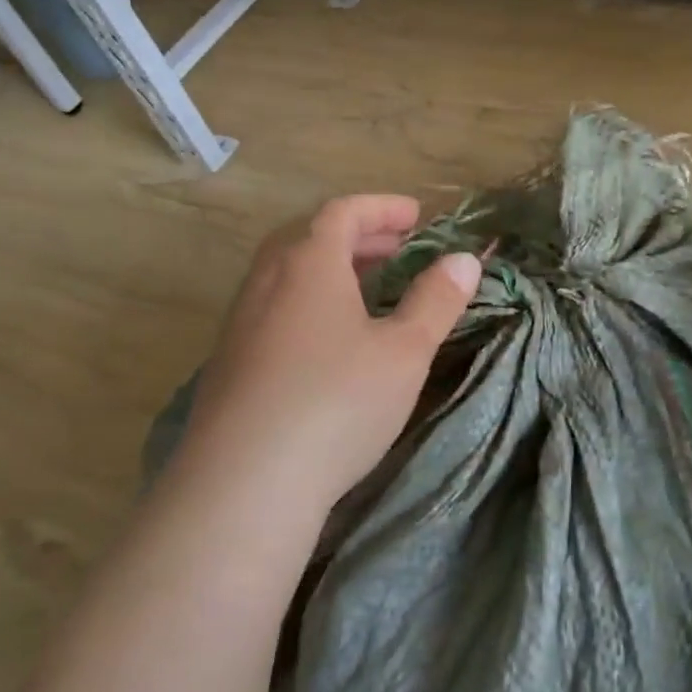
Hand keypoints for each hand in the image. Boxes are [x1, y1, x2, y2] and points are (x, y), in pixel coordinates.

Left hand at [175, 195, 481, 519]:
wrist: (244, 484)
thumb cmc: (337, 401)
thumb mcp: (404, 351)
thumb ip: (436, 300)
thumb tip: (464, 259)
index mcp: (309, 263)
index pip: (344, 212)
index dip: (383, 208)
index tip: (417, 216)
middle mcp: (268, 282)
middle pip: (310, 238)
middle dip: (359, 237)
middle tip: (398, 250)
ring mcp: (241, 324)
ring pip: (288, 276)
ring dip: (331, 270)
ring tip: (368, 292)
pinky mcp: (228, 364)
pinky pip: (274, 310)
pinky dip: (308, 304)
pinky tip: (328, 342)